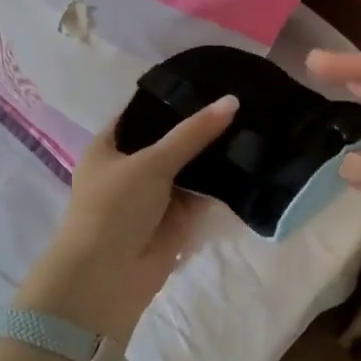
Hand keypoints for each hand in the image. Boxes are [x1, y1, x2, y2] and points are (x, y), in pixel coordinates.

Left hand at [19, 94, 238, 341]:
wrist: (106, 279)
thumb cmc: (114, 208)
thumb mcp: (151, 162)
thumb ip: (192, 133)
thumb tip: (232, 101)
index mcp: (109, 146)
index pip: (144, 113)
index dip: (173, 99)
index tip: (210, 81)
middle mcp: (131, 167)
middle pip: (171, 140)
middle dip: (201, 127)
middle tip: (242, 101)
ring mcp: (154, 195)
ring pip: (189, 168)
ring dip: (214, 154)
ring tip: (253, 124)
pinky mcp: (175, 220)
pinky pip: (201, 194)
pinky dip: (220, 183)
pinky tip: (251, 161)